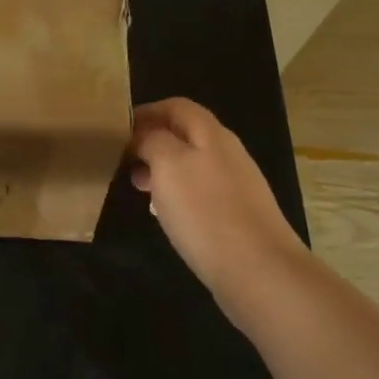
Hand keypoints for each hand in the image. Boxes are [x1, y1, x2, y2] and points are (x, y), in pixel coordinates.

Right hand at [129, 98, 304, 312]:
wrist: (259, 271)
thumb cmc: (206, 212)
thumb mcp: (168, 165)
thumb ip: (152, 141)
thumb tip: (144, 137)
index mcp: (211, 134)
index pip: (177, 106)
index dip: (147, 112)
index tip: (119, 129)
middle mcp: (227, 153)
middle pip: (185, 134)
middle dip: (152, 142)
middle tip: (123, 160)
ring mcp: (236, 185)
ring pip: (191, 164)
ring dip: (162, 169)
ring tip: (138, 187)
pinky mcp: (237, 215)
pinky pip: (201, 192)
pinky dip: (178, 194)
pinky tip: (166, 215)